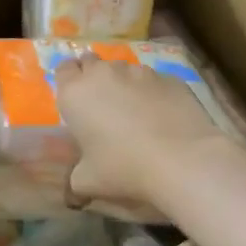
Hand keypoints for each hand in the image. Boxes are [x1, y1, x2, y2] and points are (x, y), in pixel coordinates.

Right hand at [53, 54, 231, 212]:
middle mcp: (105, 73)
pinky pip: (154, 80)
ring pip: (124, 69)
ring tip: (135, 112)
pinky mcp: (169, 77)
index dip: (69, 80)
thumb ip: (76, 176)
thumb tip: (78, 183)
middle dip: (94, 77)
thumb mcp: (87, 181)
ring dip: (124, 84)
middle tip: (101, 103)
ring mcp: (140, 72)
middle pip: (92, 62)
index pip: (63, 69)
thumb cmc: (123, 168)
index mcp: (76, 93)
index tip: (76, 98)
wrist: (181, 158)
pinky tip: (162, 116)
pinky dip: (152, 92)